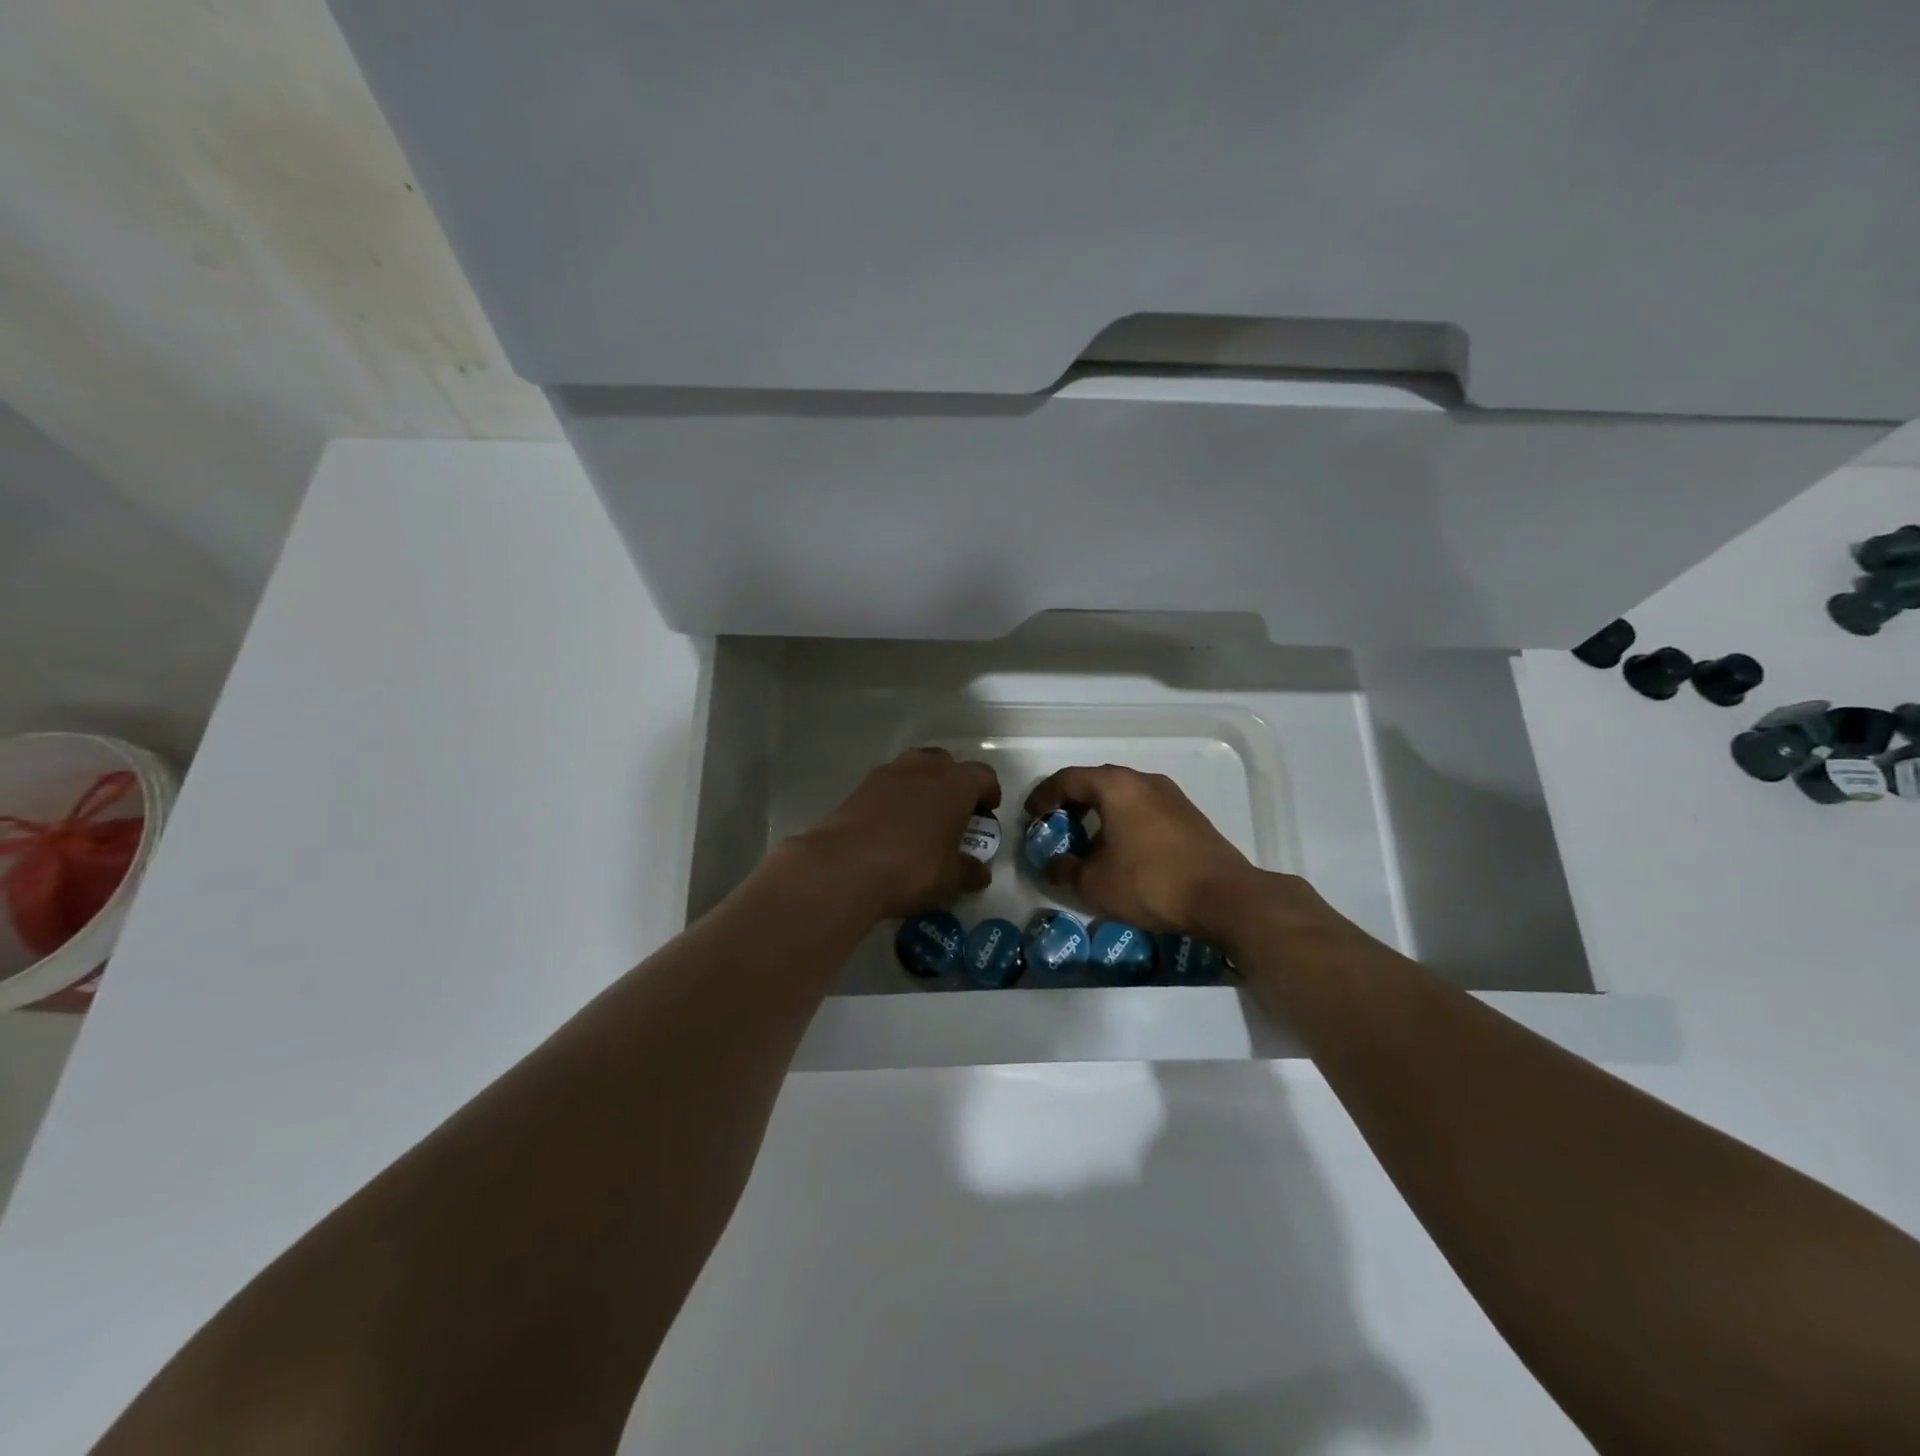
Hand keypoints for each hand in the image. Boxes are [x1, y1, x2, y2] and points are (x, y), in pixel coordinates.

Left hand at [795, 748, 999, 920]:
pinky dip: (895, 797)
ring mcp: (889, 773)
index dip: (989, 792)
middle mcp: (924, 768)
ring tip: (922, 816)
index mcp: (955, 784)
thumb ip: (969, 872)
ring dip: (923, 785)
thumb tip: (980, 872)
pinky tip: (892, 825)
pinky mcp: (860, 786)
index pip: (983, 776)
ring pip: (915, 768)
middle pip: (947, 764)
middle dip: (954, 783)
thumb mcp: (949, 879)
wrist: (843, 866)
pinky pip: (888, 784)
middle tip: (954, 813)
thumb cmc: (910, 868)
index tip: (987, 813)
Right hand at [1025, 764, 1265, 934]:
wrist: (1223, 897)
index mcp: (1116, 786)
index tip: (1031, 813)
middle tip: (1056, 824)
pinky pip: (1144, 808)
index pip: (1069, 779)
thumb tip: (1053, 865)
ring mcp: (1171, 796)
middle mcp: (1144, 781)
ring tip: (1087, 838)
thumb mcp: (1095, 883)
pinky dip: (1124, 820)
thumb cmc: (1150, 882)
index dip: (1044, 795)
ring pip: (1123, 795)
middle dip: (1072, 801)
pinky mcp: (1189, 816)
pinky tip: (1122, 848)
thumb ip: (1066, 870)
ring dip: (1100, 811)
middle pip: (1097, 782)